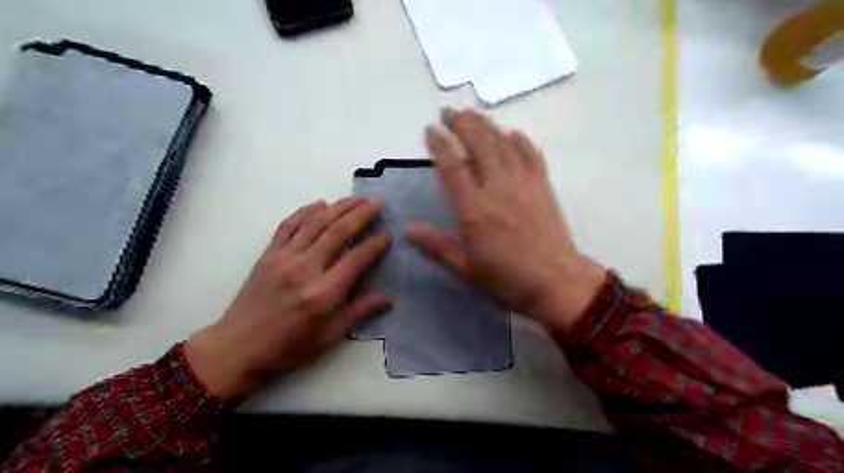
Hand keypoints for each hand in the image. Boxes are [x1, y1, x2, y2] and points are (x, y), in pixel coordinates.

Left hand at [185, 198, 387, 401]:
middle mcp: (305, 269)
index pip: (356, 259)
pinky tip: (320, 203)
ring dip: (339, 207)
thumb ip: (360, 312)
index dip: (374, 245)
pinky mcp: (268, 254)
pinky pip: (289, 225)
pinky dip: (306, 210)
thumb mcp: (330, 336)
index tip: (387, 234)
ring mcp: (284, 258)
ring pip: (316, 223)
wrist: (237, 347)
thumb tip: (390, 297)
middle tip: (376, 201)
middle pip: (337, 232)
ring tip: (357, 197)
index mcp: (323, 293)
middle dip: (360, 214)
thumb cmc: (289, 346)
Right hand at [404, 109, 606, 334]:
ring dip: (487, 126)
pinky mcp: (543, 187)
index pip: (453, 167)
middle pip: (479, 146)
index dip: (440, 145)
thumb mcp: (466, 270)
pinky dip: (520, 141)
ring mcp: (523, 184)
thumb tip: (408, 229)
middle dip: (462, 125)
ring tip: (473, 114)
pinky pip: (531, 155)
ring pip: (503, 144)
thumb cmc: (508, 280)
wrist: (558, 283)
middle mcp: (498, 189)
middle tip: (449, 112)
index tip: (430, 130)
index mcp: (475, 210)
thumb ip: (437, 246)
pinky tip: (513, 134)